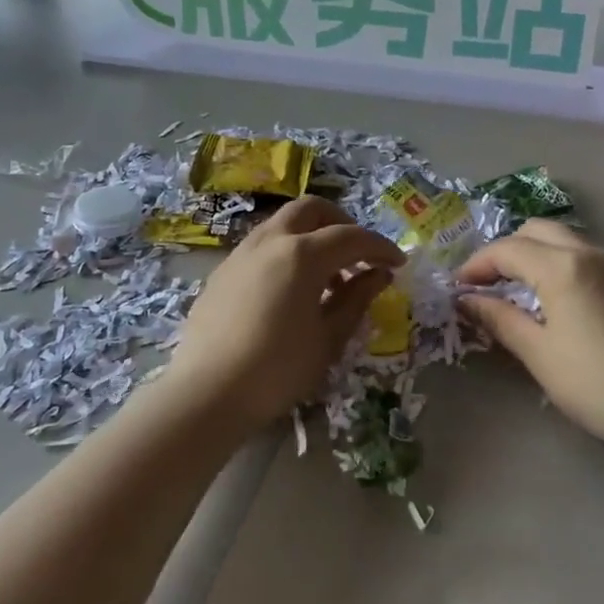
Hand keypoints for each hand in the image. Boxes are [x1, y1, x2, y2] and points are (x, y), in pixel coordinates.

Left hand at [166, 196, 405, 435]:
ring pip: (283, 224)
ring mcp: (241, 253)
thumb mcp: (328, 338)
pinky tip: (290, 290)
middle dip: (341, 224)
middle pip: (312, 209)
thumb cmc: (277, 369)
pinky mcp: (222, 271)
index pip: (351, 237)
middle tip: (358, 255)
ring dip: (311, 236)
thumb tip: (379, 274)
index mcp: (302, 254)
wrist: (206, 393)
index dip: (380, 247)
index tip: (398, 264)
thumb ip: (357, 299)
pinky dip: (286, 252)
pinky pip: (262, 246)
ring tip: (327, 278)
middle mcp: (270, 241)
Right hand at [456, 220, 603, 455]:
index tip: (458, 288)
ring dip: (530, 254)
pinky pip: (580, 254)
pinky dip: (554, 262)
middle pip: (534, 231)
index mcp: (562, 266)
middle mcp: (588, 252)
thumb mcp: (538, 352)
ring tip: (512, 289)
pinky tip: (548, 297)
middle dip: (504, 251)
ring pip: (560, 239)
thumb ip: (499, 318)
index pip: (507, 249)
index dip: (477, 265)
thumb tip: (467, 300)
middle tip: (484, 284)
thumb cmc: (595, 383)